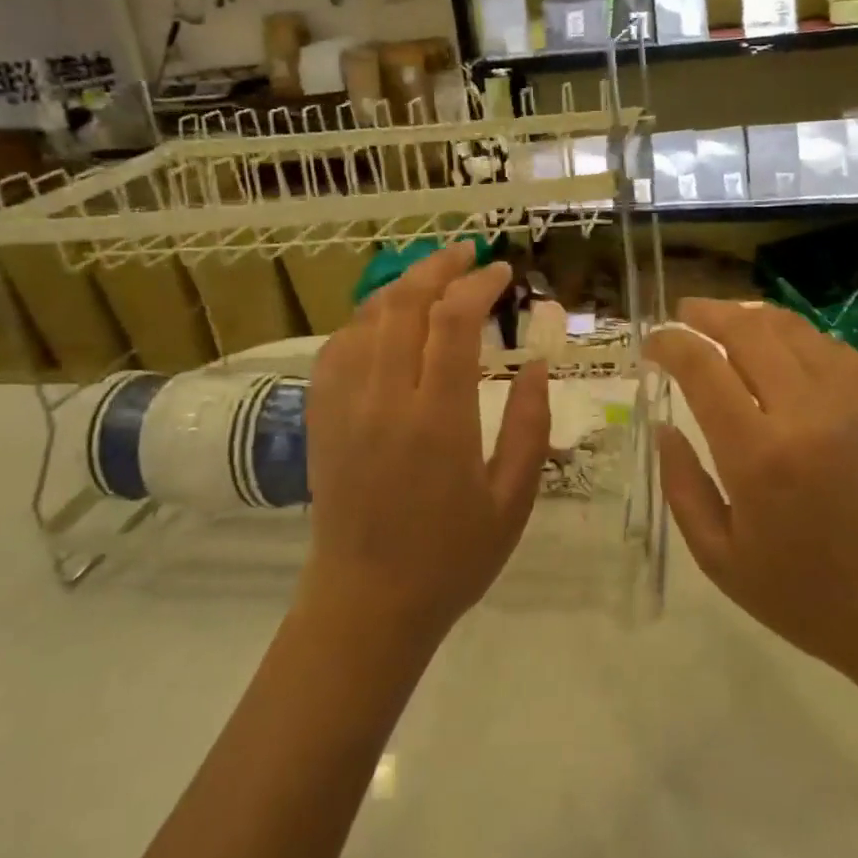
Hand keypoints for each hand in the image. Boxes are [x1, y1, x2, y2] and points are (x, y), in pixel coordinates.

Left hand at [301, 242, 549, 645]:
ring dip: (402, 286)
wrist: (366, 603)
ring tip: (433, 279)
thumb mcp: (512, 499)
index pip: (453, 322)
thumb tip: (536, 363)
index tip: (503, 273)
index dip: (479, 284)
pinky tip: (387, 321)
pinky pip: (338, 346)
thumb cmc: (451, 557)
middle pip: (404, 302)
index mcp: (437, 419)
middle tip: (468, 255)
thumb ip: (529, 425)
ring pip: (367, 316)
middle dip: (438, 267)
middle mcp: (384, 398)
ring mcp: (344, 404)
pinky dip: (367, 319)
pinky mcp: (321, 416)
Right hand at [645, 300, 857, 689]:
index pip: (702, 369)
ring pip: (791, 329)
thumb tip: (663, 426)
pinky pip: (829, 347)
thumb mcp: (719, 559)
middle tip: (684, 314)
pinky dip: (793, 336)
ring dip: (750, 317)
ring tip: (725, 322)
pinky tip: (778, 347)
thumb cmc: (806, 597)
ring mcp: (853, 402)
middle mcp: (806, 414)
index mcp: (759, 457)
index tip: (652, 344)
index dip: (670, 345)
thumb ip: (682, 485)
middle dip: (707, 314)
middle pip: (747, 331)